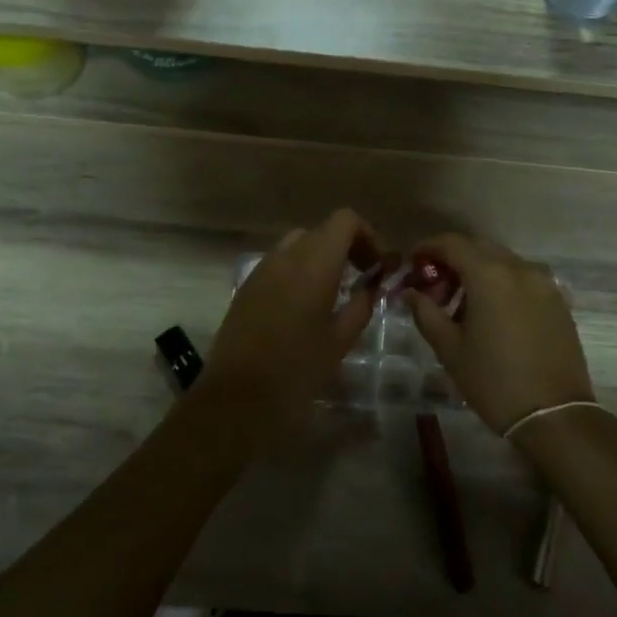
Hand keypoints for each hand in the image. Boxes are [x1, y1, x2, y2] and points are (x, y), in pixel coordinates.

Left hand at [196, 209, 391, 448]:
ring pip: (299, 244)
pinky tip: (305, 304)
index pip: (345, 220)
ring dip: (321, 257)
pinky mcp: (247, 285)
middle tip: (363, 278)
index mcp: (314, 262)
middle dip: (347, 247)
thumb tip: (373, 284)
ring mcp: (262, 268)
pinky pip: (279, 263)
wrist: (238, 396)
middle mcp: (286, 255)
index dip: (367, 236)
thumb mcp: (341, 339)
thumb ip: (362, 303)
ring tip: (335, 291)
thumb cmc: (297, 368)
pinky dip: (299, 270)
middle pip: (323, 230)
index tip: (378, 266)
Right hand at [404, 234, 592, 435]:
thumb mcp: (450, 349)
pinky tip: (492, 312)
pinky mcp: (558, 301)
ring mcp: (544, 283)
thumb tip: (411, 292)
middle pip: (479, 247)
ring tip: (462, 302)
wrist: (554, 415)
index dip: (428, 247)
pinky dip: (502, 283)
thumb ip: (426, 312)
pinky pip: (523, 278)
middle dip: (453, 258)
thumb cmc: (493, 381)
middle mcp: (519, 269)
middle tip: (435, 283)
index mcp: (489, 276)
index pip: (452, 244)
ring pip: (503, 261)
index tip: (413, 262)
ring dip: (479, 270)